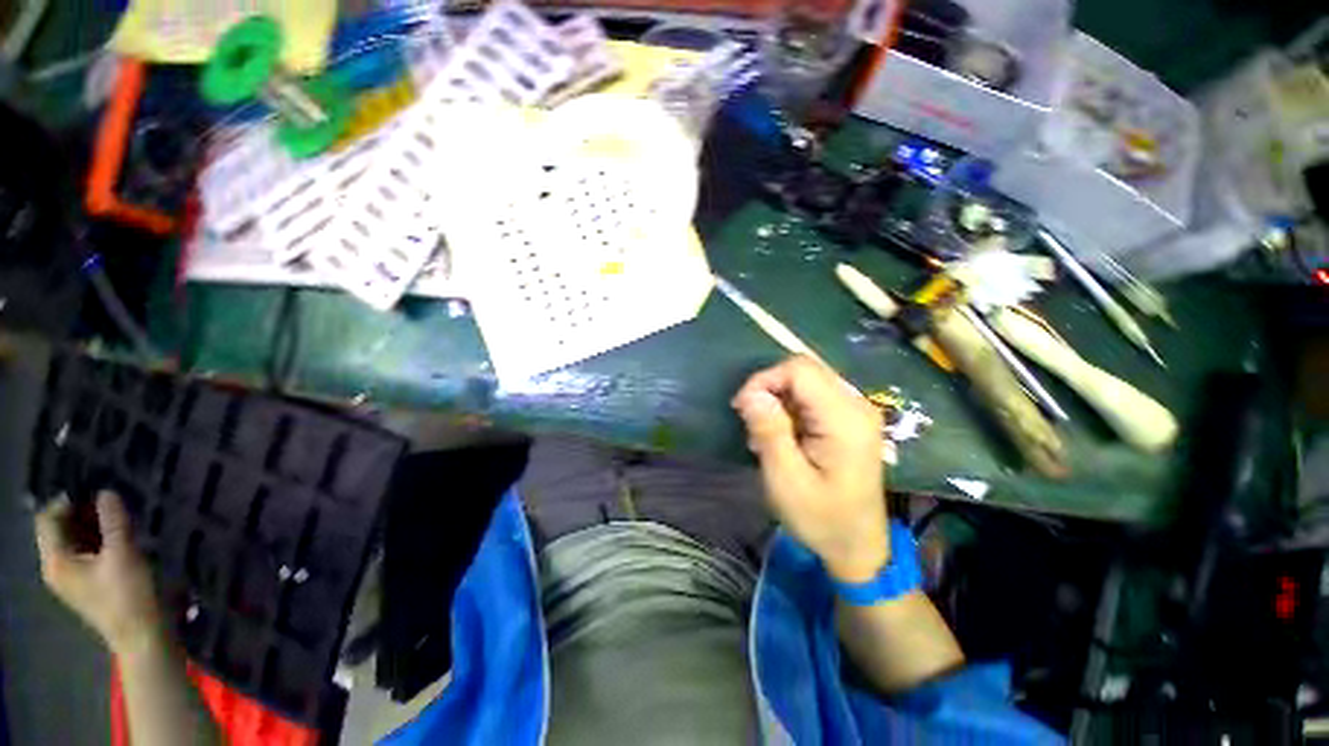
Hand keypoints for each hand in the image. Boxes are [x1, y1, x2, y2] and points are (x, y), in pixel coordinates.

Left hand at [36, 491, 162, 657]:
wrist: (143, 637)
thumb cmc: (128, 595)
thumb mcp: (123, 554)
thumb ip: (113, 521)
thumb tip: (106, 491)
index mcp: (55, 561)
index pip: (48, 519)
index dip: (66, 500)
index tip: (95, 489)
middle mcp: (55, 568)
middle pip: (58, 529)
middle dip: (80, 512)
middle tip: (108, 500)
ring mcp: (70, 579)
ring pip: (72, 541)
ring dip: (90, 525)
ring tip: (116, 515)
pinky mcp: (86, 583)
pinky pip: (83, 552)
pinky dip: (96, 539)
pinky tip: (117, 536)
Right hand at [732, 356, 888, 582]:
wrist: (858, 547)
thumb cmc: (822, 518)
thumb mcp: (786, 480)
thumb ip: (769, 431)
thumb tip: (751, 394)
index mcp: (845, 418)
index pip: (799, 370)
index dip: (764, 380)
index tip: (742, 408)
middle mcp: (856, 404)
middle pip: (804, 370)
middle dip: (769, 389)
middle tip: (750, 422)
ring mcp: (856, 410)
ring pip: (805, 381)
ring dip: (777, 400)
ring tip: (764, 436)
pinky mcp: (849, 418)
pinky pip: (811, 396)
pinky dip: (788, 408)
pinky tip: (781, 436)